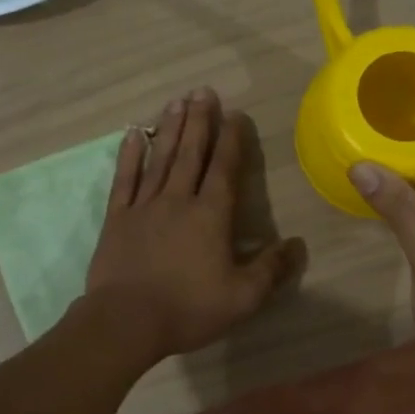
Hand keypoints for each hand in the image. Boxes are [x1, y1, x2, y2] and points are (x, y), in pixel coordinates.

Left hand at [84, 87, 304, 362]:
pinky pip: (125, 179)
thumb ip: (270, 269)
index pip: (224, 169)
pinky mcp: (117, 218)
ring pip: (160, 158)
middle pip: (191, 153)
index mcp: (210, 216)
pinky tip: (134, 134)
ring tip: (177, 101)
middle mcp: (178, 200)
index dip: (231, 140)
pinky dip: (129, 154)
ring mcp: (144, 206)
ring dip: (170, 128)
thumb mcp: (242, 298)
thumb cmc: (188, 309)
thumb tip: (296, 245)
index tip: (234, 114)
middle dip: (199, 121)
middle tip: (203, 91)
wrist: (126, 322)